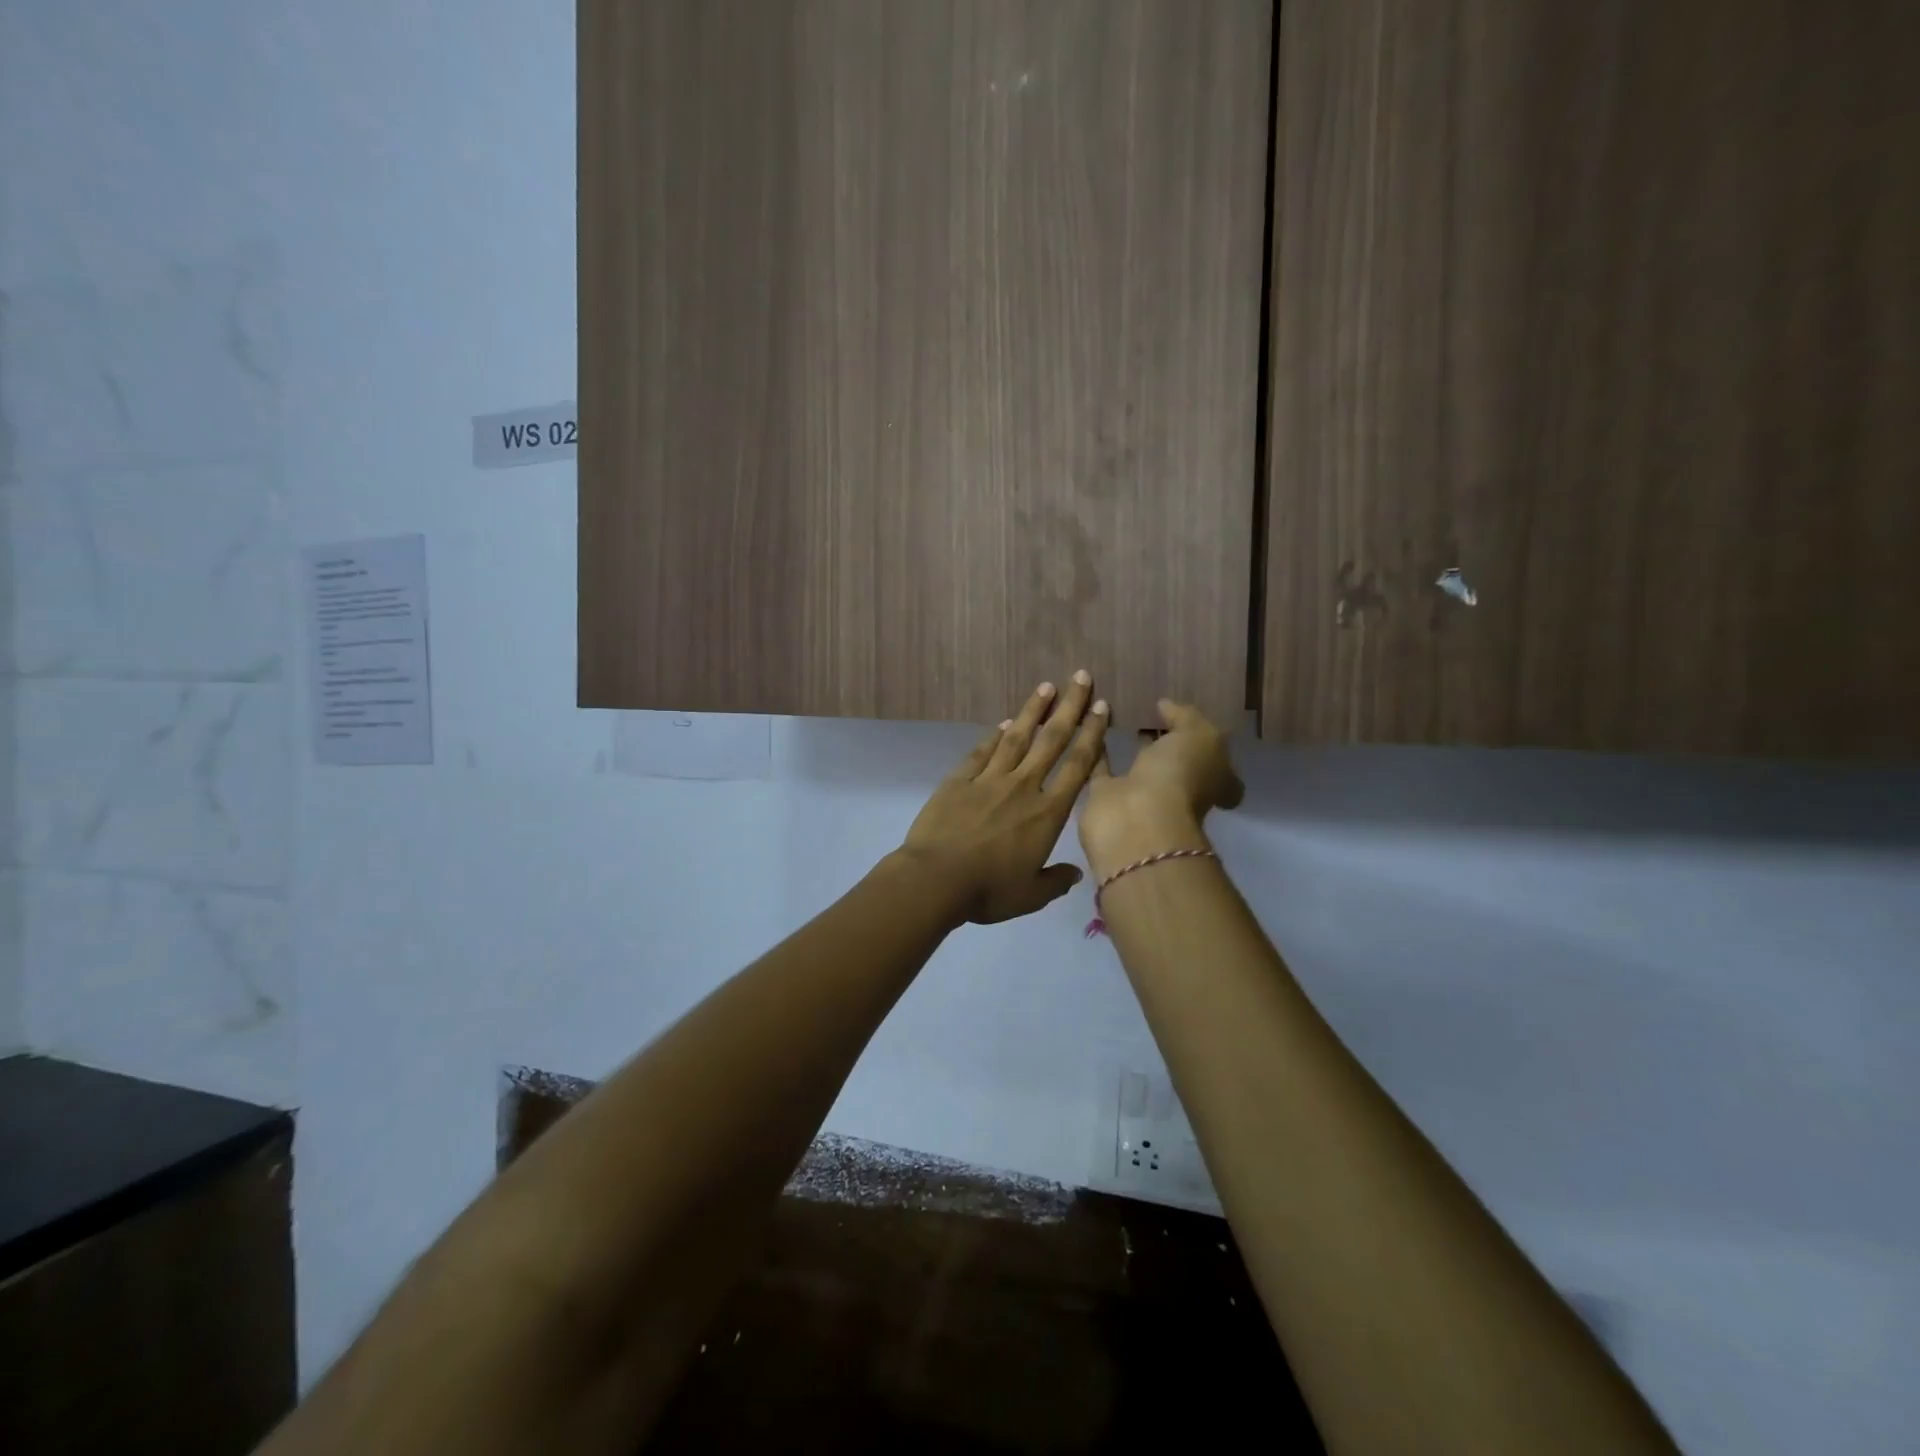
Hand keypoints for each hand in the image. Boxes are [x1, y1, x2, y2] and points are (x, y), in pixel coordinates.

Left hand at [900, 672, 1109, 923]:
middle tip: (1081, 677)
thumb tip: (1074, 873)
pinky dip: (994, 735)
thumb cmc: (988, 890)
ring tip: (1046, 686)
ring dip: (1033, 710)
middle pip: (1051, 740)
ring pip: (1016, 737)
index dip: (1092, 735)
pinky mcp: (959, 780)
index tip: (1102, 709)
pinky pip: (981, 752)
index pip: (1077, 766)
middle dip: (1069, 707)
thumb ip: (1055, 882)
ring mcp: (989, 779)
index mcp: (1047, 814)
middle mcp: (1023, 787)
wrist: (936, 878)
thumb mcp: (1030, 895)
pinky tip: (1004, 721)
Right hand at [1078, 700, 1243, 881]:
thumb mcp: (1199, 735)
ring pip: (1139, 764)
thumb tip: (1166, 706)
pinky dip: (1098, 750)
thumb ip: (1186, 717)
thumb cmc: (1180, 776)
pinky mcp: (1106, 797)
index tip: (1191, 721)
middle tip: (1152, 710)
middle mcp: (1180, 790)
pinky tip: (1091, 725)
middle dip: (1167, 742)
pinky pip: (1102, 768)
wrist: (1136, 820)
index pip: (1218, 765)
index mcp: (1212, 781)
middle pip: (1176, 764)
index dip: (1209, 746)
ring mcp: (1143, 796)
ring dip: (1132, 745)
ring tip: (1124, 712)